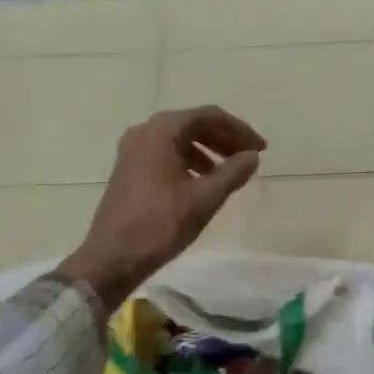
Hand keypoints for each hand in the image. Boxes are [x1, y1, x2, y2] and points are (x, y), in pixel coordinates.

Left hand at [60, 106, 265, 312]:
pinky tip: (203, 181)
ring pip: (179, 140)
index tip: (261, 148)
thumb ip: (233, 172)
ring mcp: (132, 150)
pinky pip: (166, 154)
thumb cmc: (161, 224)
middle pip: (193, 124)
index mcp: (162, 130)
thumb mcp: (205, 197)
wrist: (113, 257)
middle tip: (249, 157)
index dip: (239, 130)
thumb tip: (252, 156)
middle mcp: (144, 131)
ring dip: (208, 150)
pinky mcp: (129, 169)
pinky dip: (189, 161)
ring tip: (230, 171)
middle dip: (224, 139)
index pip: (209, 116)